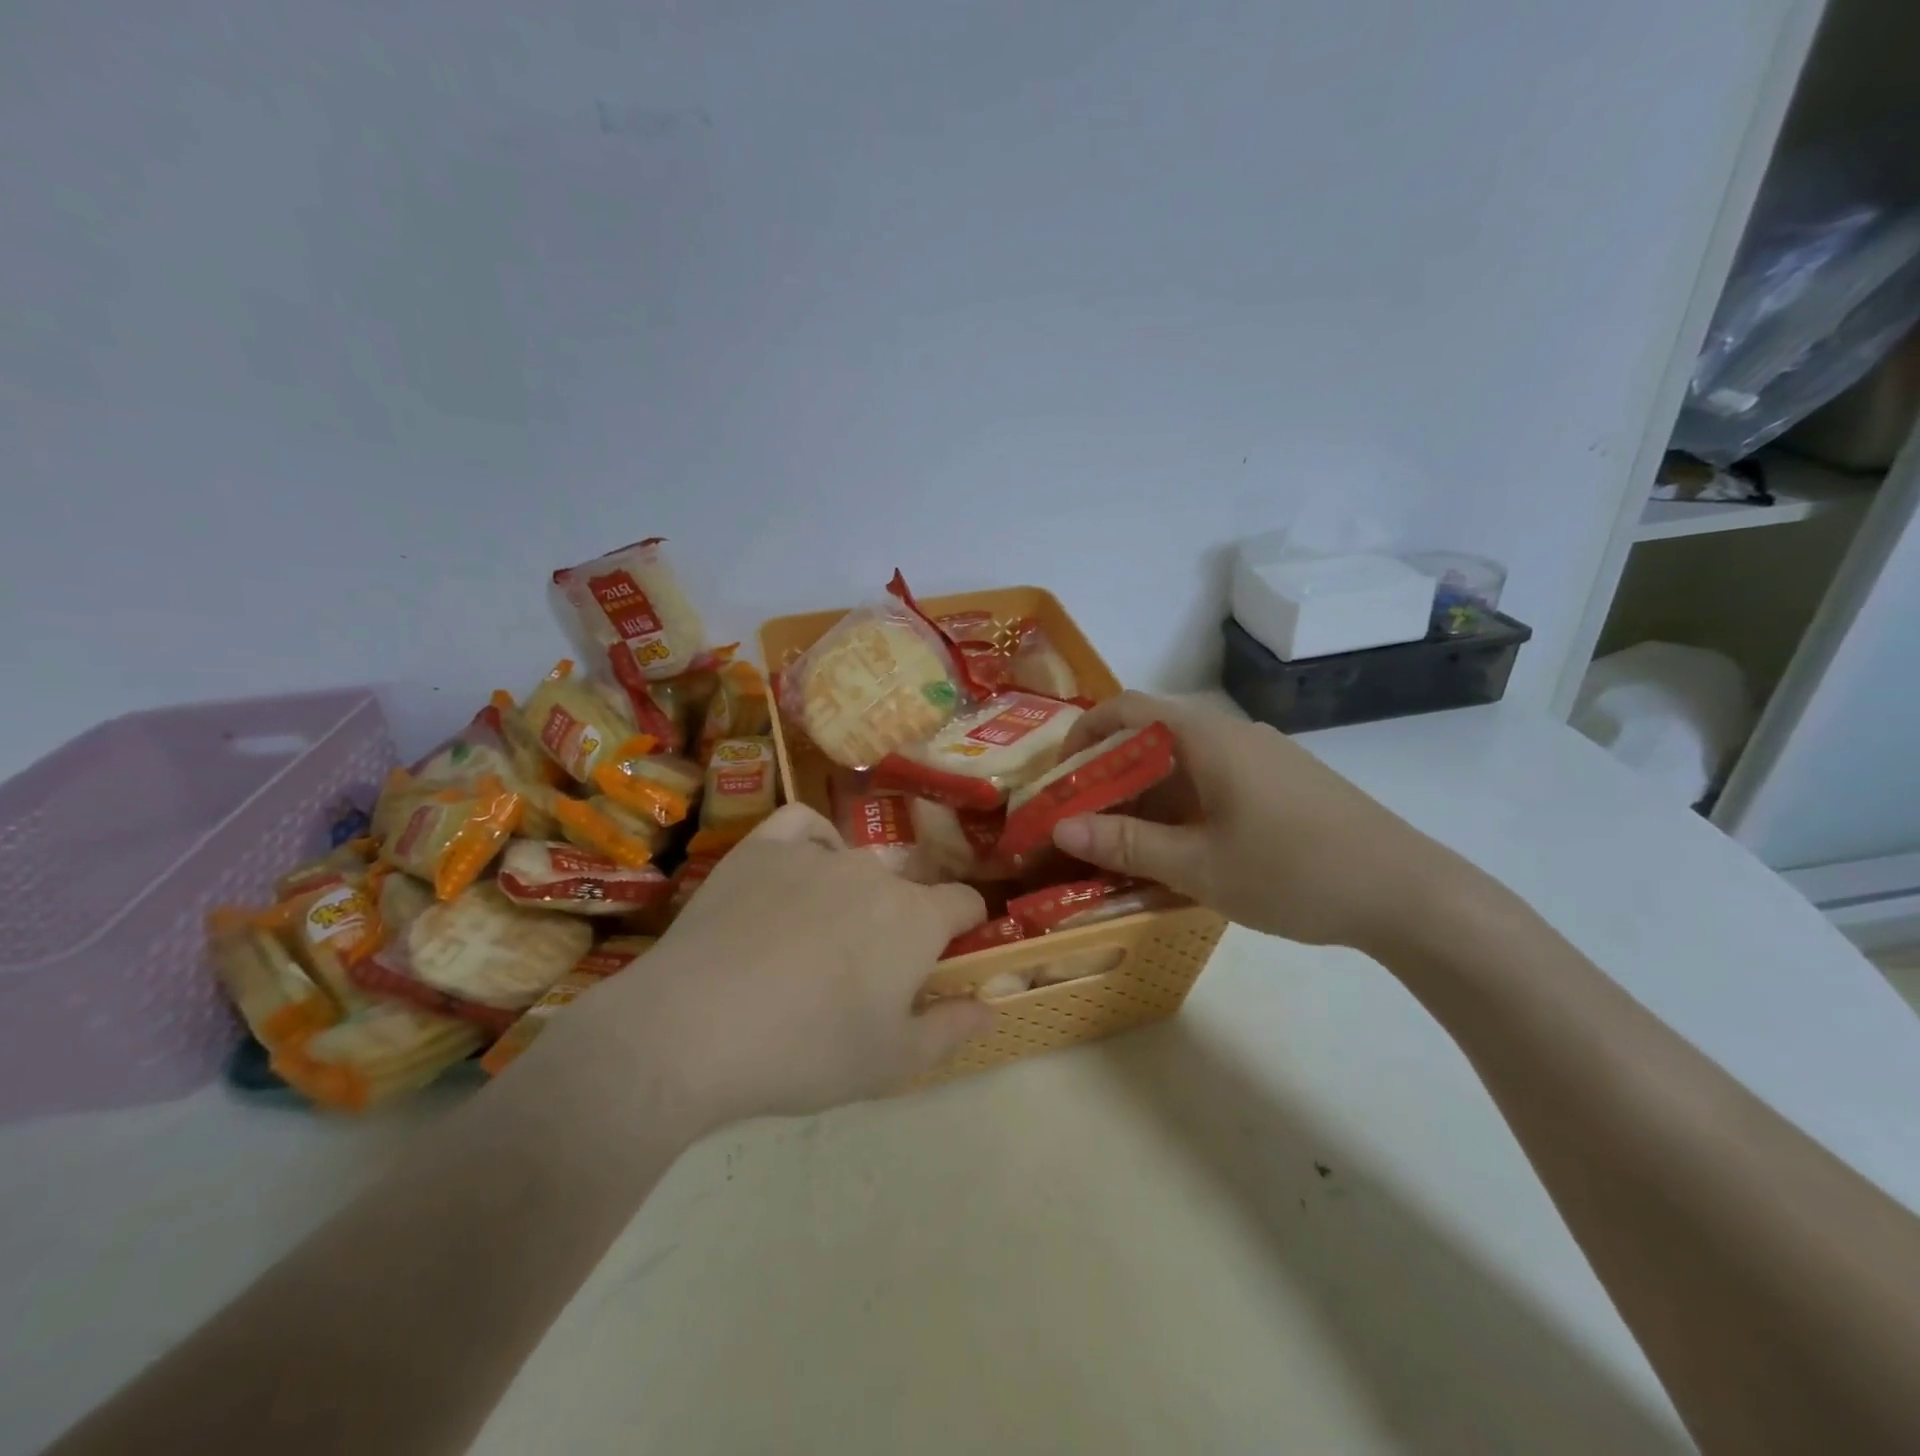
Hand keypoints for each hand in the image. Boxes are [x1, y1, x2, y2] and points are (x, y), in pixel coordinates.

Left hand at [553, 805, 993, 1127]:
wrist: (694, 1029)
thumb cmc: (805, 1051)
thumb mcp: (891, 1062)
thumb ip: (950, 1030)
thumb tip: (989, 1006)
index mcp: (915, 918)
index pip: (965, 903)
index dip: (964, 928)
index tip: (945, 958)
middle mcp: (873, 872)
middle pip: (905, 888)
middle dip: (900, 921)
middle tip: (864, 970)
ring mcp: (815, 853)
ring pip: (855, 862)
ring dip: (853, 892)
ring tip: (817, 936)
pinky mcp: (762, 847)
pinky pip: (802, 826)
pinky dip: (812, 841)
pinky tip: (801, 869)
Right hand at [1049, 693, 1467, 954]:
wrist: (1409, 894)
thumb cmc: (1294, 872)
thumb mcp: (1198, 866)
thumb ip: (1125, 844)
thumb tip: (1060, 827)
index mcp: (1207, 737)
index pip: (1127, 708)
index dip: (1084, 734)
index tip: (1060, 777)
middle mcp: (1233, 733)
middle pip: (1152, 735)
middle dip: (1110, 775)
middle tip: (1084, 822)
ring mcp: (1264, 757)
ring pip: (1184, 761)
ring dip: (1146, 795)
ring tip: (1126, 844)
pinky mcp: (1284, 782)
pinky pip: (1215, 779)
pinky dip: (1182, 804)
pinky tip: (1184, 850)